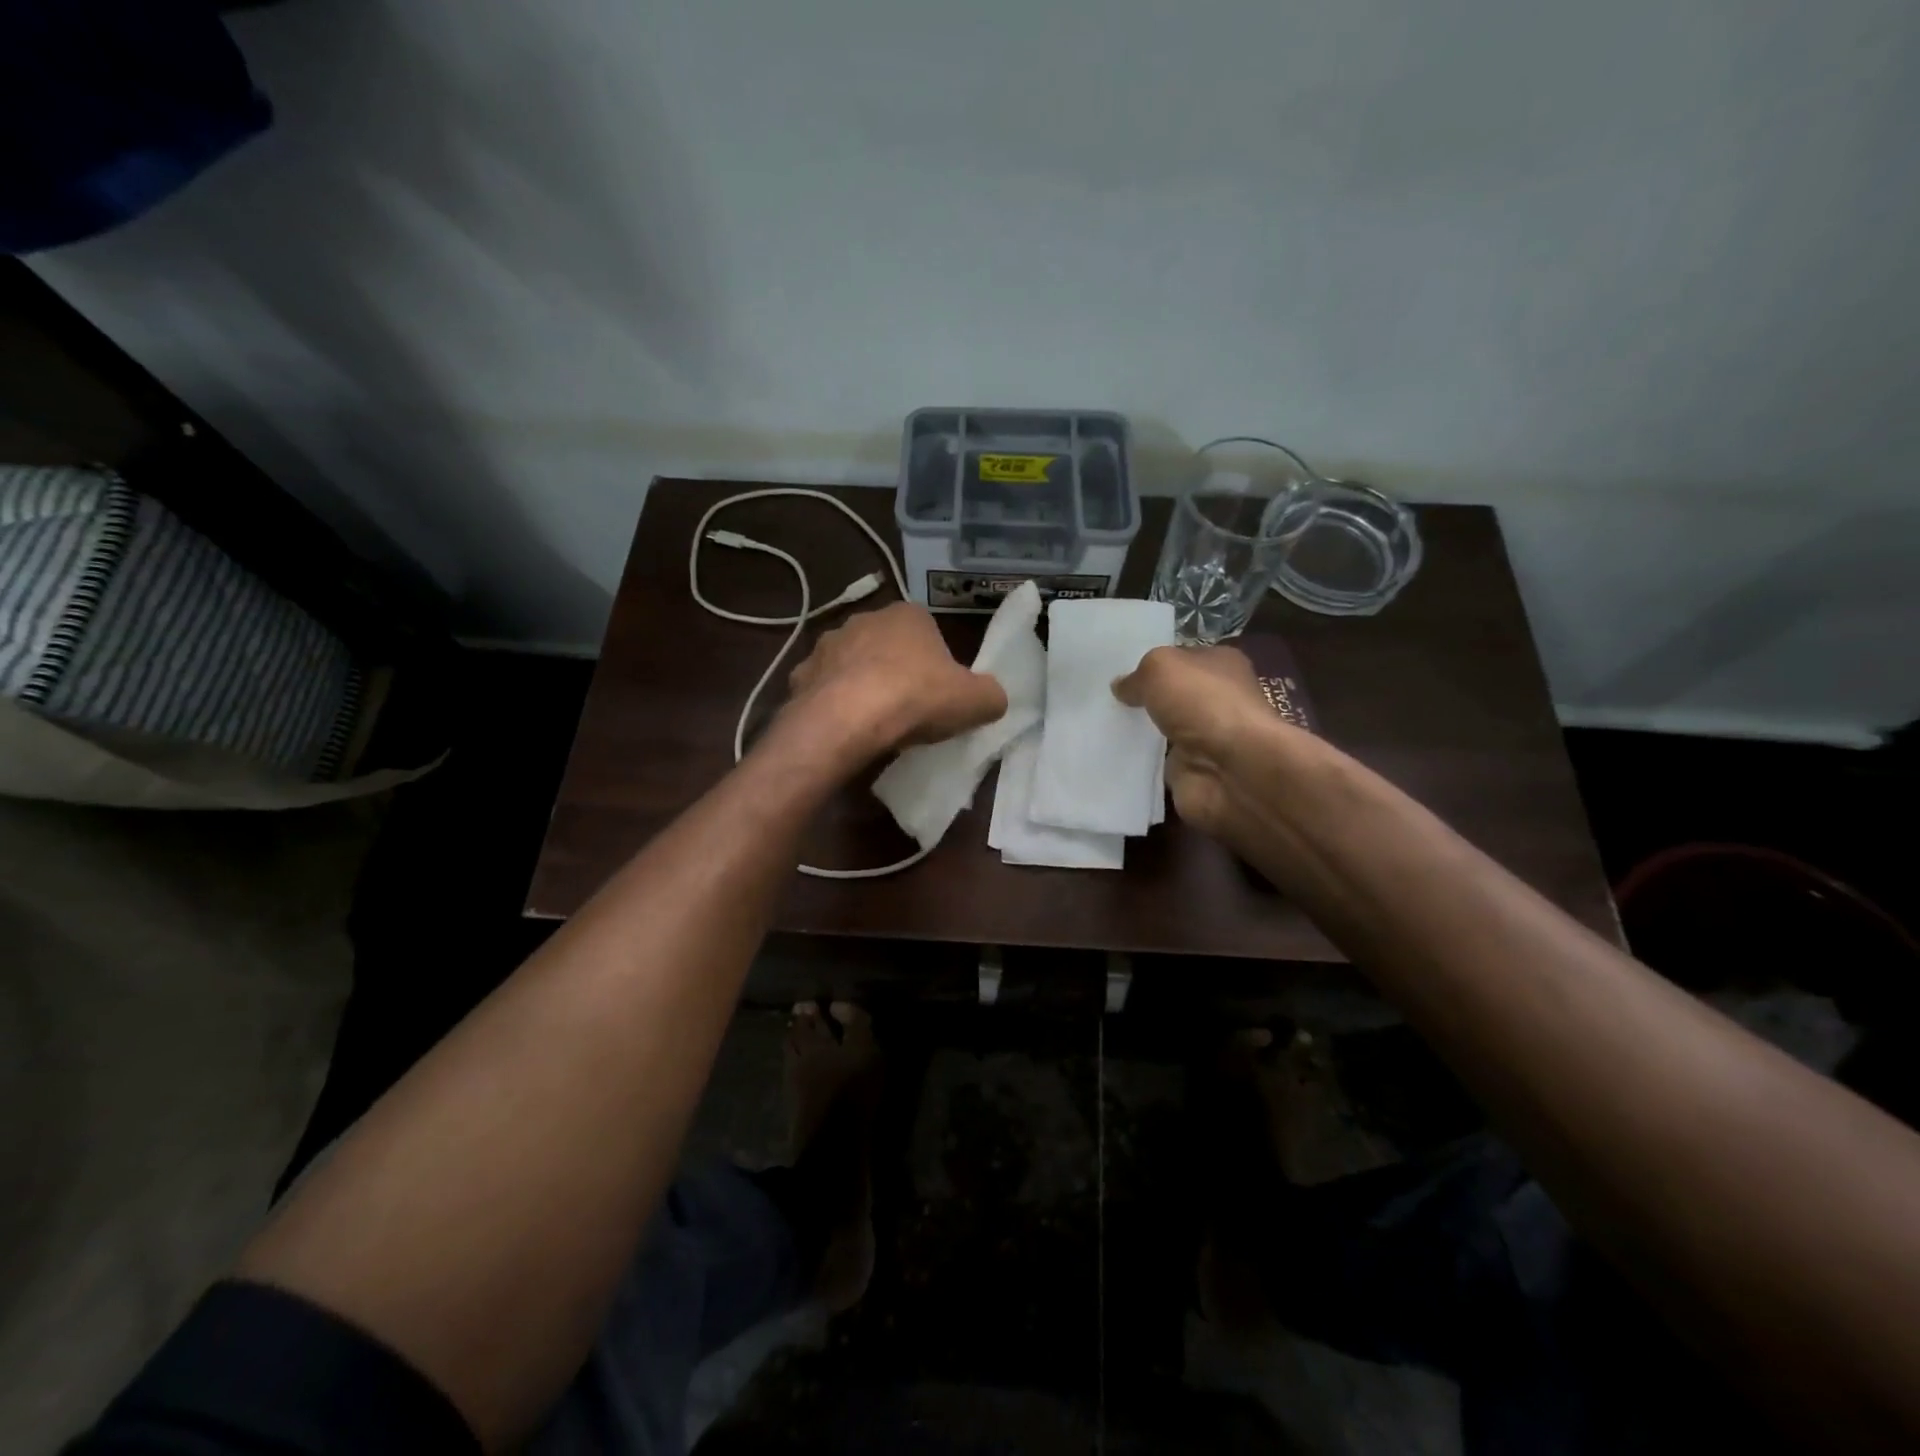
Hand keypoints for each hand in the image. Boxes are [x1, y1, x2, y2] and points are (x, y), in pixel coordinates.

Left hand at [787, 602, 1008, 756]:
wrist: (847, 720)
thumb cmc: (916, 698)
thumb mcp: (976, 701)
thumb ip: (991, 695)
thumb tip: (992, 698)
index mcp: (908, 615)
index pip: (927, 631)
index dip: (935, 662)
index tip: (938, 692)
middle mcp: (864, 619)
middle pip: (886, 645)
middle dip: (895, 669)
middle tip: (909, 708)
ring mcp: (827, 645)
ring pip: (851, 664)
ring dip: (861, 685)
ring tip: (874, 722)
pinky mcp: (800, 675)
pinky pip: (823, 689)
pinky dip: (832, 704)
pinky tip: (844, 730)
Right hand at [1112, 645, 1273, 837]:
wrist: (1233, 770)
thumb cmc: (1203, 704)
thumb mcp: (1161, 668)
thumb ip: (1137, 674)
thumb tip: (1121, 687)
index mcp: (1221, 664)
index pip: (1181, 657)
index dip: (1151, 662)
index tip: (1115, 669)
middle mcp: (1215, 699)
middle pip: (1170, 695)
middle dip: (1141, 698)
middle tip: (1101, 698)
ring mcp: (1204, 738)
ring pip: (1160, 729)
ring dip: (1136, 732)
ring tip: (1098, 726)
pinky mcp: (1191, 771)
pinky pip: (1155, 763)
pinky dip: (1136, 762)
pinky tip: (1109, 755)